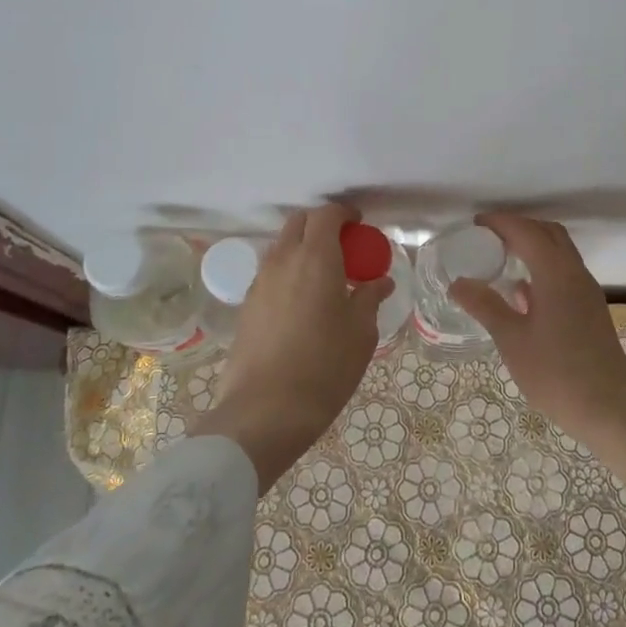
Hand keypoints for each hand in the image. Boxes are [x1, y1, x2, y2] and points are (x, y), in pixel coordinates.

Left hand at [191, 203, 390, 491]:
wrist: (264, 412)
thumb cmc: (324, 368)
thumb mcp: (361, 334)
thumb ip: (369, 299)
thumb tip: (379, 282)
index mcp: (315, 258)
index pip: (326, 215)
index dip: (344, 214)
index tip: (360, 227)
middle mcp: (283, 260)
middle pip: (299, 223)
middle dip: (321, 225)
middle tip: (343, 248)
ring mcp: (259, 282)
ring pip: (281, 247)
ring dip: (302, 249)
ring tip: (324, 277)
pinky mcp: (247, 306)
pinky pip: (270, 273)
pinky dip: (288, 272)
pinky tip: (303, 302)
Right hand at [454, 212, 625, 586]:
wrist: (610, 409)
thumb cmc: (557, 373)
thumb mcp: (512, 339)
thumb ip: (485, 306)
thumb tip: (458, 283)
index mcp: (556, 273)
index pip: (526, 231)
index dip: (501, 223)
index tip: (475, 224)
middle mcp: (575, 273)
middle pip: (548, 233)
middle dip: (519, 227)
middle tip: (489, 236)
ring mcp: (587, 291)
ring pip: (560, 252)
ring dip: (534, 245)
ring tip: (503, 257)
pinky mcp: (590, 309)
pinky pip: (565, 272)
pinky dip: (543, 267)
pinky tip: (523, 292)